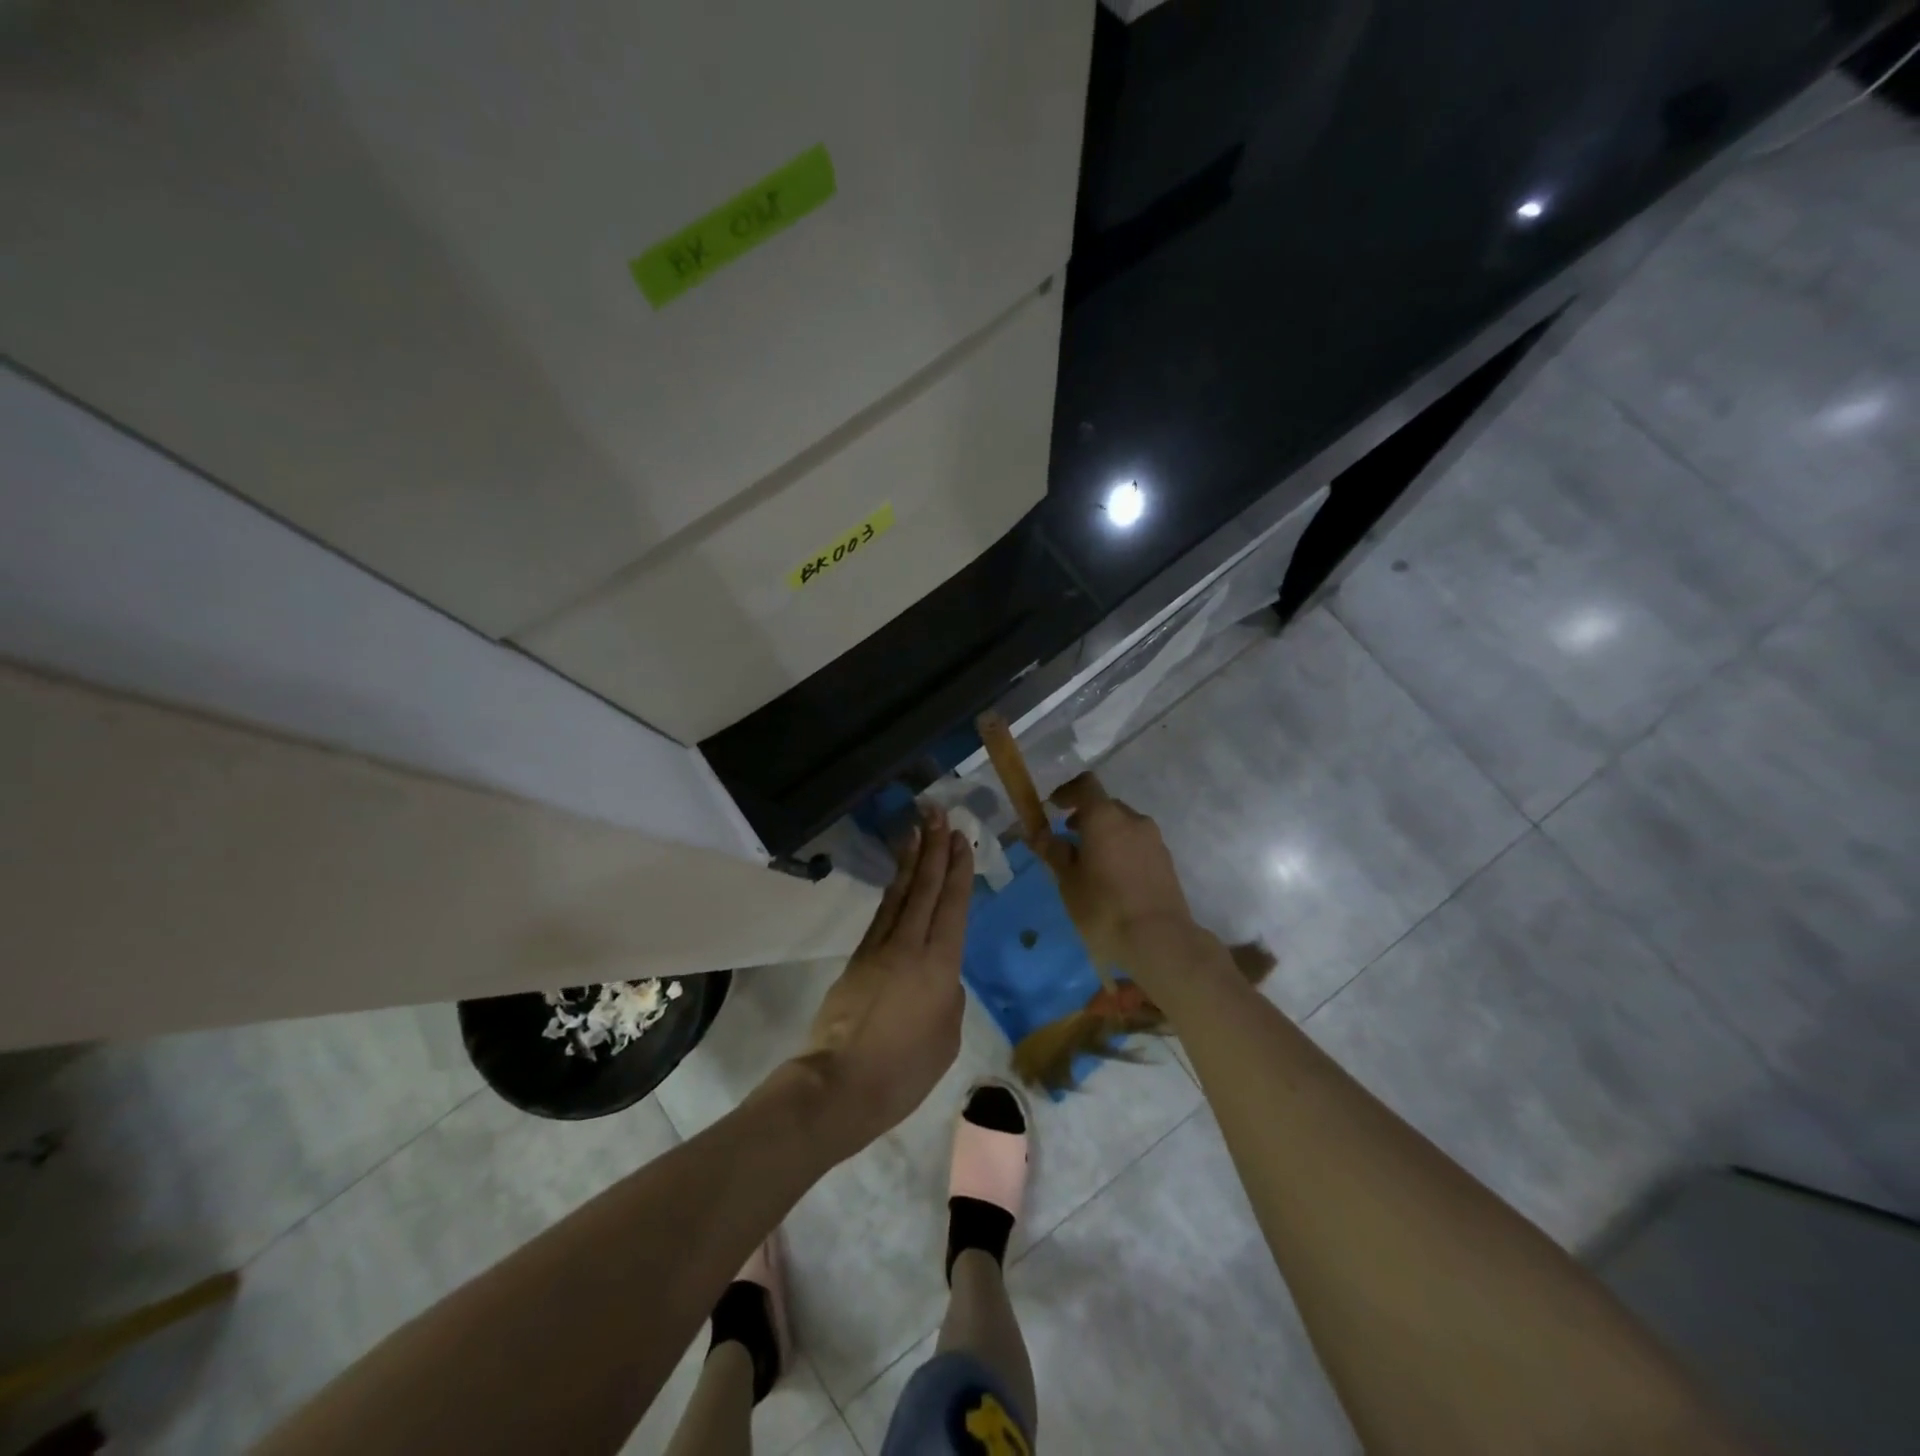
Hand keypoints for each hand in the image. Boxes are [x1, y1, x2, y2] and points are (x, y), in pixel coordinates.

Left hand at [799, 805, 973, 1156]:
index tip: (960, 838)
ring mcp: (880, 949)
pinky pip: (882, 912)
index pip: (952, 905)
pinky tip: (899, 876)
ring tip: (918, 829)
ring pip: (900, 893)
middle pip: (925, 887)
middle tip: (939, 813)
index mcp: (939, 965)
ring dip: (912, 859)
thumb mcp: (946, 1038)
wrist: (839, 1086)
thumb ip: (949, 998)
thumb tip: (941, 978)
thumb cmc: (903, 1071)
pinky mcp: (858, 958)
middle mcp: (910, 945)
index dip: (958, 869)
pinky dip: (894, 888)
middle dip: (934, 847)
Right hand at [1030, 772, 1199, 971]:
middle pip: (1106, 806)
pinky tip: (1113, 880)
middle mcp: (1133, 820)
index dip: (1067, 792)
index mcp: (1105, 817)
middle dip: (1086, 817)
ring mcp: (1154, 840)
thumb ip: (1054, 852)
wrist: (1159, 940)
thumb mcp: (1068, 881)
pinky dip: (1122, 850)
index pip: (1086, 785)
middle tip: (1068, 841)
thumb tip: (1039, 834)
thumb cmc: (1103, 907)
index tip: (1054, 807)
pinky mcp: (1166, 861)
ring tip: (1090, 865)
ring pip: (1124, 826)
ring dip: (1106, 835)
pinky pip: (1138, 844)